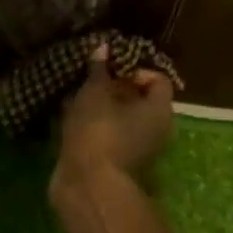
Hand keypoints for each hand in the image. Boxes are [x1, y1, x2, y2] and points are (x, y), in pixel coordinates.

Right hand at [54, 45, 175, 197]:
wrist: (87, 185)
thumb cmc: (98, 130)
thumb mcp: (95, 92)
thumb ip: (99, 69)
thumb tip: (103, 46)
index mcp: (160, 109)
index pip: (157, 78)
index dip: (134, 68)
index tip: (111, 69)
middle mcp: (158, 129)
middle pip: (141, 98)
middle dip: (116, 87)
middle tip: (91, 79)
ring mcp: (140, 148)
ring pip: (124, 117)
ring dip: (104, 106)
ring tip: (77, 96)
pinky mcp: (119, 161)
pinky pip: (111, 133)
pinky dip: (96, 124)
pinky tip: (72, 117)